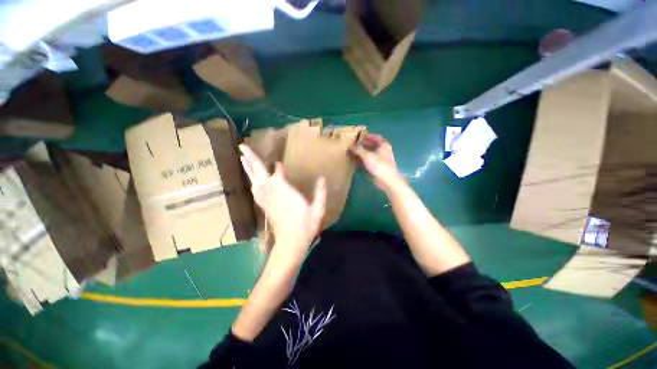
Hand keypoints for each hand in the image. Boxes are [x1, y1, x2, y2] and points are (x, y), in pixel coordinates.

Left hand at [239, 144, 325, 253]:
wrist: (291, 243)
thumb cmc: (305, 226)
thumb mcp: (318, 210)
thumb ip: (320, 193)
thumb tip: (322, 178)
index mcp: (286, 194)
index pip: (277, 176)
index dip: (276, 168)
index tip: (278, 162)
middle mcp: (273, 194)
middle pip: (260, 175)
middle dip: (251, 160)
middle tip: (242, 147)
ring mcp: (266, 200)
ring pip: (254, 182)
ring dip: (249, 169)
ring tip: (243, 158)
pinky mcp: (264, 206)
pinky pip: (255, 192)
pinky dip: (252, 183)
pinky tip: (251, 180)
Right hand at [350, 134, 403, 191]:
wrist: (387, 180)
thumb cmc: (378, 165)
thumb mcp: (367, 155)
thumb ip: (358, 149)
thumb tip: (351, 146)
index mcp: (383, 145)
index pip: (375, 137)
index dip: (367, 136)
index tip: (359, 136)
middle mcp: (384, 150)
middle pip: (373, 145)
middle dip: (363, 144)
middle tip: (354, 144)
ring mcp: (381, 159)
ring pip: (371, 153)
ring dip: (363, 152)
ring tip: (354, 152)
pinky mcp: (379, 166)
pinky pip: (370, 160)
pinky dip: (364, 159)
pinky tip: (357, 161)